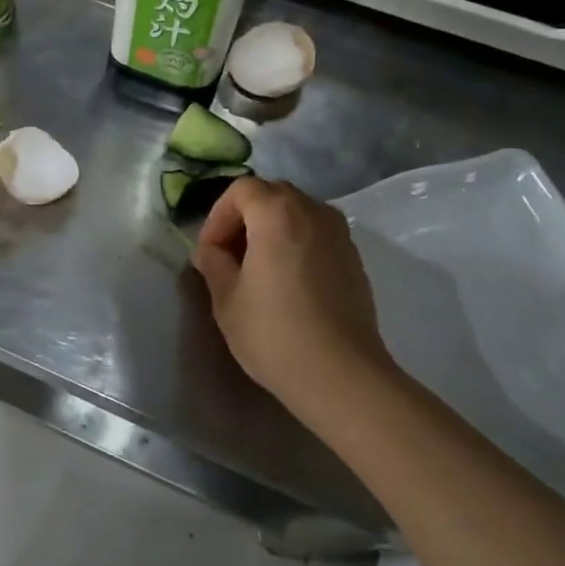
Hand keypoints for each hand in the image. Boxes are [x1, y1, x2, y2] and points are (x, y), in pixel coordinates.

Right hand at [191, 178, 396, 411]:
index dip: (218, 215)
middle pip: (272, 195)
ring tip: (257, 268)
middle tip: (229, 255)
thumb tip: (211, 251)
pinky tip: (287, 282)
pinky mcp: (354, 259)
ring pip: (297, 213)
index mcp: (277, 213)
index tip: (209, 251)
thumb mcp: (226, 298)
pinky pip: (317, 235)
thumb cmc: (274, 333)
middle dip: (244, 217)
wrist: (341, 375)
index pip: (241, 190)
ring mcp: (340, 234)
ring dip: (272, 229)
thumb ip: (213, 264)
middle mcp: (313, 212)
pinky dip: (296, 244)